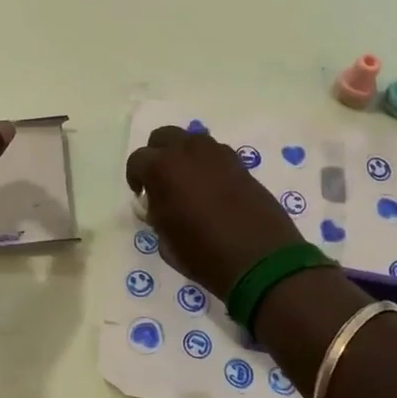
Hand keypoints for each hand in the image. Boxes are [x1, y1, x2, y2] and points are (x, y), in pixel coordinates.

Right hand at [125, 125, 305, 298]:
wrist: (261, 260)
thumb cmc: (204, 255)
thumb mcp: (165, 241)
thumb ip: (156, 213)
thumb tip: (158, 203)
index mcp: (163, 168)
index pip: (138, 160)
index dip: (135, 177)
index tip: (142, 195)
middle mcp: (189, 151)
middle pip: (164, 137)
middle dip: (157, 155)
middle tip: (161, 181)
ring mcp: (218, 154)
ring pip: (192, 140)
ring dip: (184, 155)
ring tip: (188, 183)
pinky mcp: (241, 163)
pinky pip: (215, 154)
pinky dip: (208, 164)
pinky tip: (212, 189)